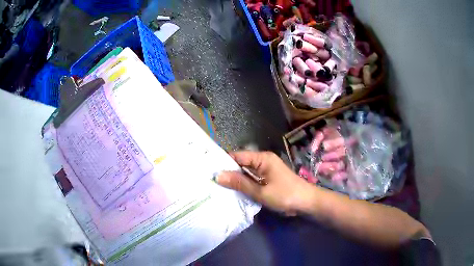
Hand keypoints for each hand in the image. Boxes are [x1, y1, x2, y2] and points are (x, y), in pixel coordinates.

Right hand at [216, 151, 313, 214]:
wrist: (306, 203)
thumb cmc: (285, 195)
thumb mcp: (260, 191)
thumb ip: (240, 183)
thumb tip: (217, 175)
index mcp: (262, 158)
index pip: (237, 156)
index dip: (223, 162)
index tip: (208, 169)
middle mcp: (263, 161)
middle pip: (240, 163)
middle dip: (227, 171)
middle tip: (209, 179)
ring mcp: (265, 170)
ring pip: (245, 172)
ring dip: (235, 179)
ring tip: (216, 185)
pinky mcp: (267, 179)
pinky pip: (251, 179)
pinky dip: (243, 184)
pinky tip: (232, 191)